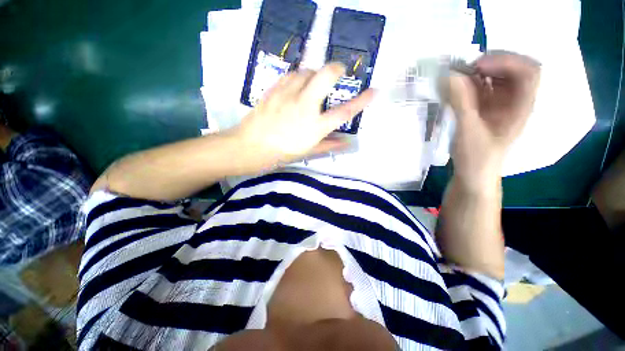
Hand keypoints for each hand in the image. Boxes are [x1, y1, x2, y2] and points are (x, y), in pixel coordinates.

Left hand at [234, 63, 374, 165]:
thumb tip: (348, 142)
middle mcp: (305, 106)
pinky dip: (299, 76)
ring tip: (314, 82)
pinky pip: (291, 74)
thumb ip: (329, 145)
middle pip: (326, 75)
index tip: (374, 91)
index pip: (344, 112)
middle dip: (337, 68)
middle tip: (339, 72)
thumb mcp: (307, 151)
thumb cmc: (281, 153)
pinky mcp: (275, 89)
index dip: (362, 101)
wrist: (251, 146)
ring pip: (307, 70)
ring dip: (315, 73)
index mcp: (315, 126)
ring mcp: (288, 95)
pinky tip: (298, 83)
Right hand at [440, 52, 540, 189]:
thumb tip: (449, 75)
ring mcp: (500, 104)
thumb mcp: (469, 130)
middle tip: (465, 69)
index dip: (507, 61)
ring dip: (478, 73)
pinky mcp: (486, 109)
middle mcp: (515, 101)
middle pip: (514, 69)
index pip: (528, 71)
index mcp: (522, 106)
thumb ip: (461, 102)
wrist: (473, 175)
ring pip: (496, 77)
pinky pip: (481, 89)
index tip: (478, 66)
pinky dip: (469, 84)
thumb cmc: (477, 157)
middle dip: (491, 63)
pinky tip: (456, 88)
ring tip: (457, 77)